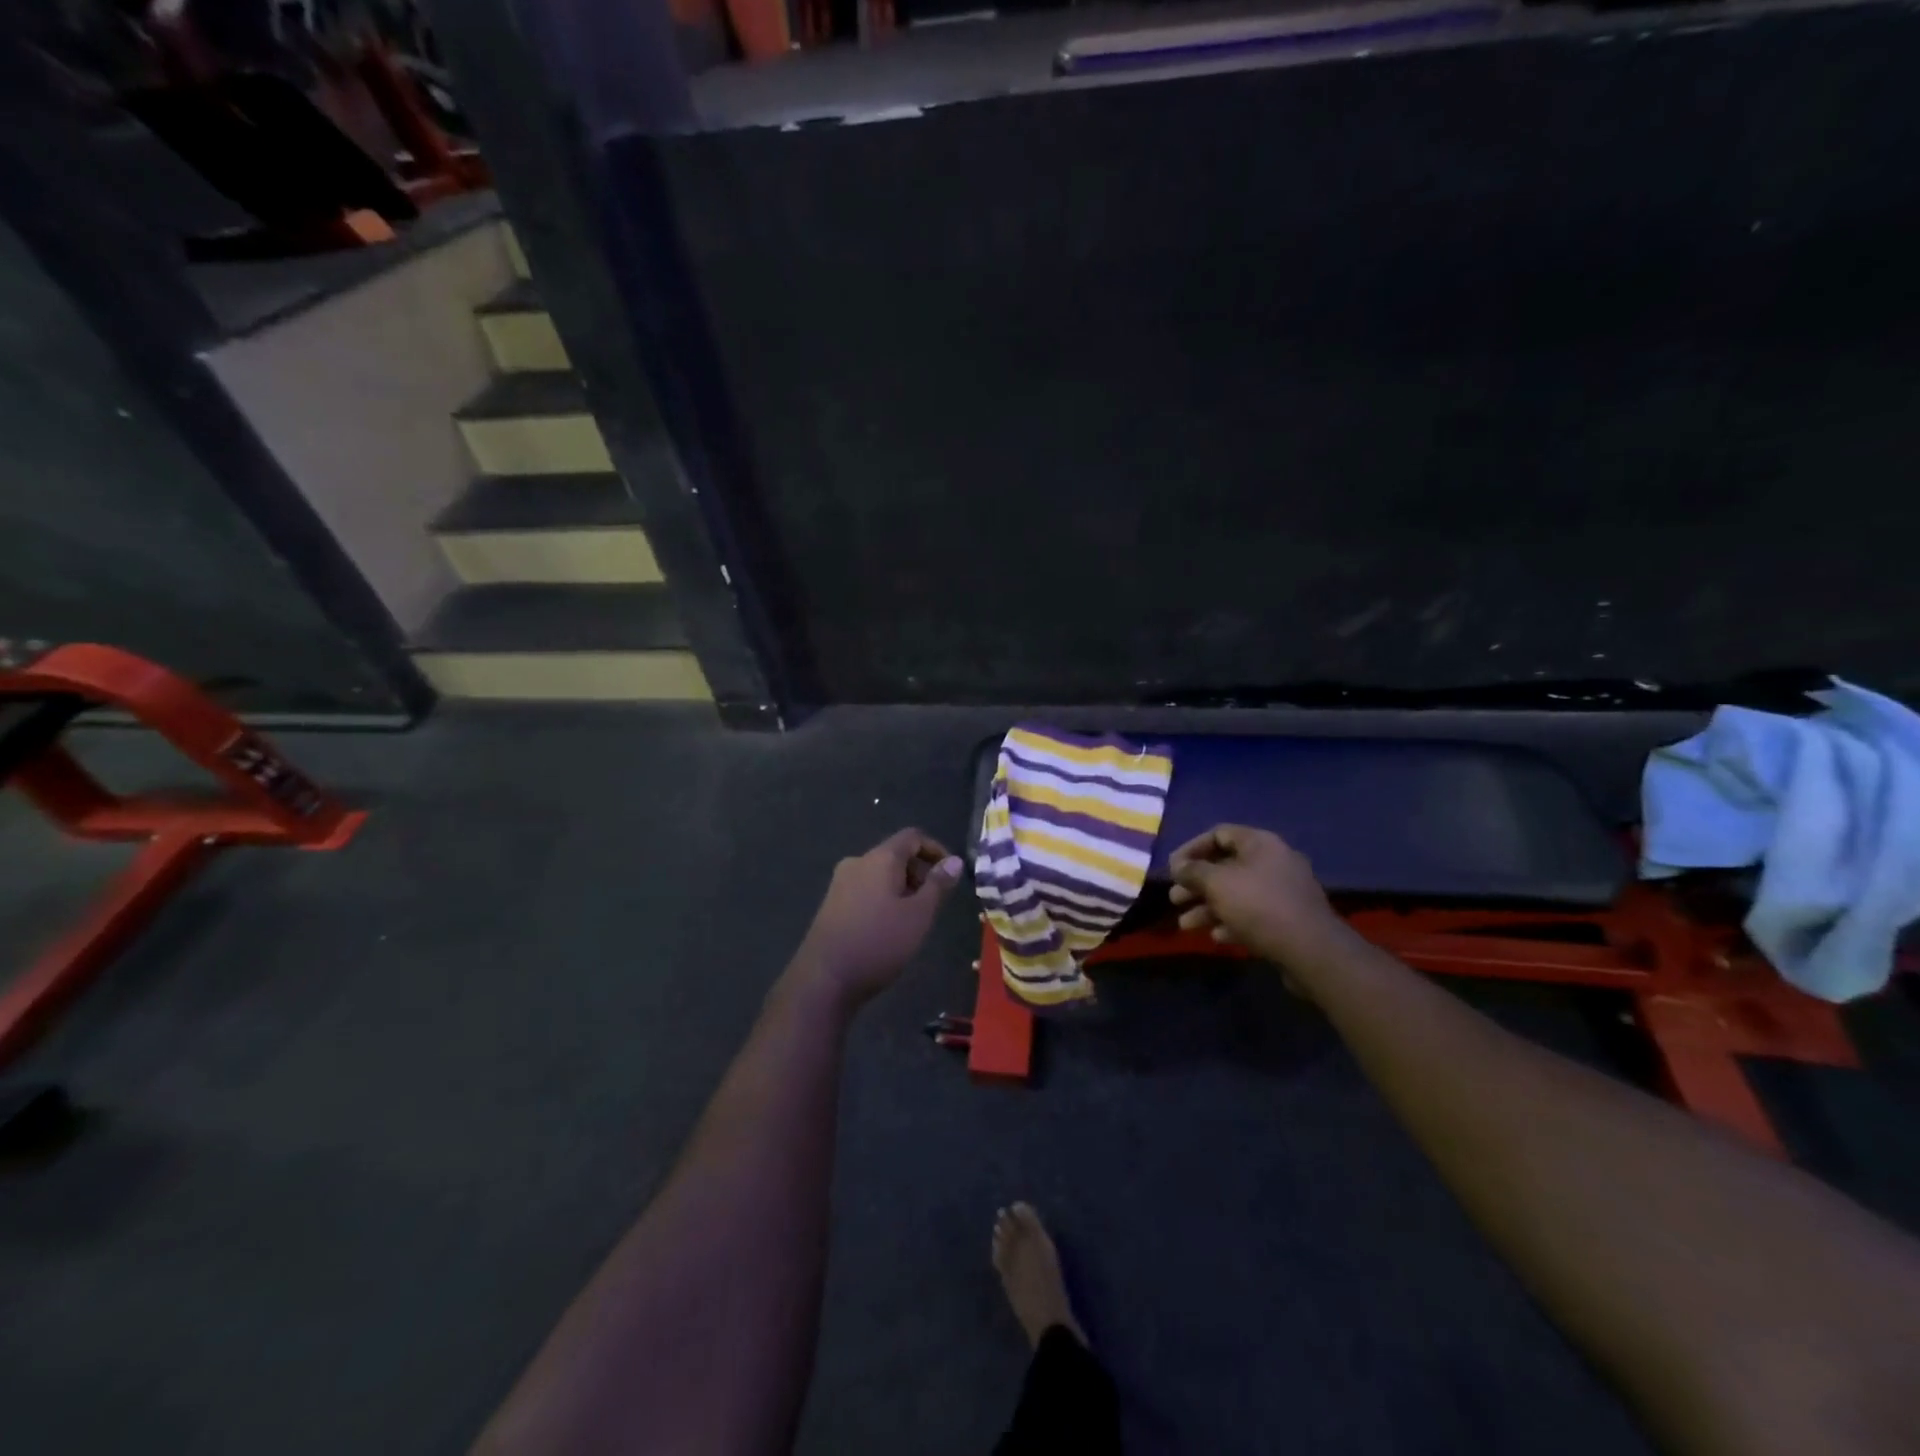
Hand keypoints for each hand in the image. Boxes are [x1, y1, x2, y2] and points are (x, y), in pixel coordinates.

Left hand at [792, 828, 962, 1008]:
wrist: (824, 979)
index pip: (912, 837)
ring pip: (880, 874)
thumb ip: (938, 885)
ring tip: (914, 919)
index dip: (936, 849)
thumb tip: (954, 860)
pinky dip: (884, 898)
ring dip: (903, 888)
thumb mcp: (919, 915)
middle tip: (935, 903)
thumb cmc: (879, 942)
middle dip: (920, 872)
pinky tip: (889, 928)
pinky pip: (866, 889)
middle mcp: (857, 863)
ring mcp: (840, 883)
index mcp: (879, 858)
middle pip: (895, 854)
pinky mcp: (832, 904)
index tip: (951, 874)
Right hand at [1167, 825, 1348, 971]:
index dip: (1192, 848)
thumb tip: (1178, 865)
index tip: (1173, 868)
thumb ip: (1193, 871)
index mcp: (1260, 844)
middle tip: (1175, 899)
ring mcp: (1283, 891)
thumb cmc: (1258, 906)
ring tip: (1187, 925)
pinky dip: (1232, 922)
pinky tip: (1217, 937)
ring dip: (1208, 907)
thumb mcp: (1217, 883)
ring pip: (1237, 893)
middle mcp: (1274, 862)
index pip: (1219, 834)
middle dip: (1197, 884)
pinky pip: (1253, 914)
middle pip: (1226, 866)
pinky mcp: (1288, 919)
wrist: (1310, 951)